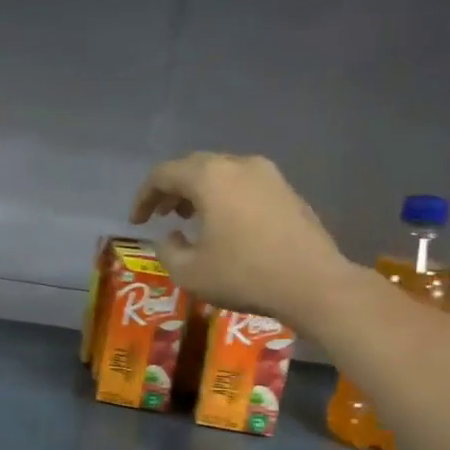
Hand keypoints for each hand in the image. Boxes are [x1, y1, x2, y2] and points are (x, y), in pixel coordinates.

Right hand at [131, 152, 351, 326]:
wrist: (313, 284)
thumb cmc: (243, 275)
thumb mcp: (189, 272)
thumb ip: (168, 250)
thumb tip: (170, 236)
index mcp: (210, 178)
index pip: (164, 174)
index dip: (144, 196)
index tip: (137, 221)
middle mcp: (238, 165)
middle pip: (193, 167)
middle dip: (170, 189)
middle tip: (159, 214)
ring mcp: (268, 175)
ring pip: (221, 173)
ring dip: (198, 192)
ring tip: (187, 217)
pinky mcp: (286, 191)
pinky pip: (243, 184)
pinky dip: (223, 197)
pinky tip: (221, 223)